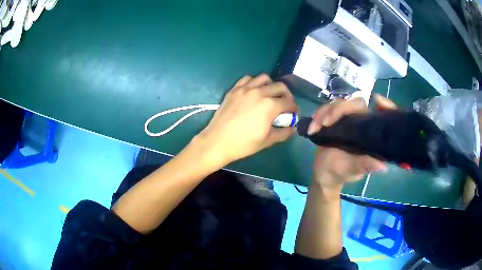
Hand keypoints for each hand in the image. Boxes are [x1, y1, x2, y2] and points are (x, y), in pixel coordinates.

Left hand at [197, 74, 298, 164]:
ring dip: (271, 85)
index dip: (294, 108)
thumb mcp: (267, 141)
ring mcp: (245, 89)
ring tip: (270, 95)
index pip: (289, 102)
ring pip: (264, 78)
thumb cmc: (244, 144)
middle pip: (280, 86)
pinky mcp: (234, 89)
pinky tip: (254, 91)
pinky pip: (248, 78)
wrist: (218, 141)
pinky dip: (254, 82)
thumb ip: (284, 133)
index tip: (294, 113)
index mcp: (270, 105)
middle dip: (287, 95)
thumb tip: (293, 128)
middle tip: (285, 104)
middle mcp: (259, 92)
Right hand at [309, 94, 395, 190]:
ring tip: (314, 128)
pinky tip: (312, 128)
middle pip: (355, 103)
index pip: (377, 114)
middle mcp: (361, 123)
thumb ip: (364, 165)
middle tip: (324, 123)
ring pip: (338, 103)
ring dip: (324, 113)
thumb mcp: (351, 170)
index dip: (384, 105)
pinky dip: (318, 116)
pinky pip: (327, 108)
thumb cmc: (339, 173)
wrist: (323, 174)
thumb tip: (382, 166)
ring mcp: (347, 119)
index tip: (376, 100)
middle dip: (338, 109)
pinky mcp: (335, 119)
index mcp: (369, 134)